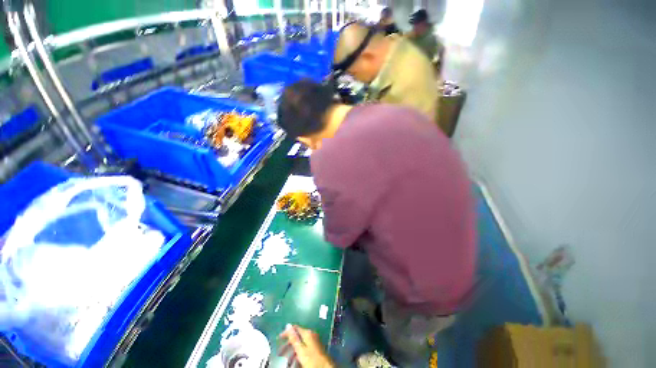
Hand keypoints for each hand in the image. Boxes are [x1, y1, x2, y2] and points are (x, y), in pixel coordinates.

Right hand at [278, 325, 334, 367]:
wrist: (325, 367)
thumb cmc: (311, 358)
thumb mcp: (300, 349)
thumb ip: (294, 337)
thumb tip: (288, 325)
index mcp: (307, 333)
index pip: (295, 328)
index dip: (286, 332)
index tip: (279, 338)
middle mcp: (311, 334)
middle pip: (297, 337)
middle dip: (288, 345)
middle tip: (280, 353)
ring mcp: (313, 341)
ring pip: (300, 345)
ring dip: (292, 352)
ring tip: (287, 361)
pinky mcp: (315, 348)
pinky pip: (304, 349)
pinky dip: (298, 355)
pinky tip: (295, 362)